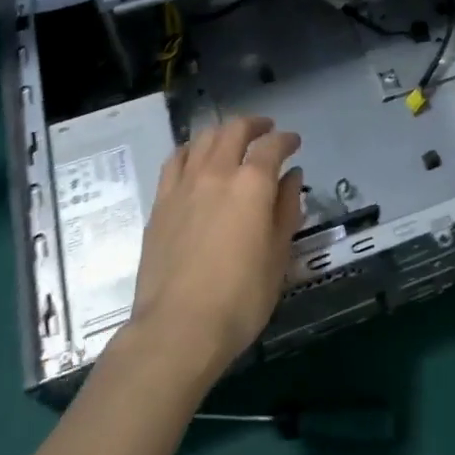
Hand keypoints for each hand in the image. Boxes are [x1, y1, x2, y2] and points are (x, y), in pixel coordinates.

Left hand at [126, 115, 303, 385]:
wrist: (177, 329)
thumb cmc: (240, 298)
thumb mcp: (278, 256)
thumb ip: (286, 208)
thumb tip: (291, 176)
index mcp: (252, 184)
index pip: (272, 146)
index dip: (286, 139)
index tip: (294, 142)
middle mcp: (217, 172)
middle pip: (234, 130)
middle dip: (253, 125)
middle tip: (265, 130)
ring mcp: (184, 185)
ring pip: (203, 139)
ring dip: (222, 132)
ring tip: (231, 140)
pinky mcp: (160, 203)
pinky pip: (175, 160)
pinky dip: (191, 150)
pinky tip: (195, 158)